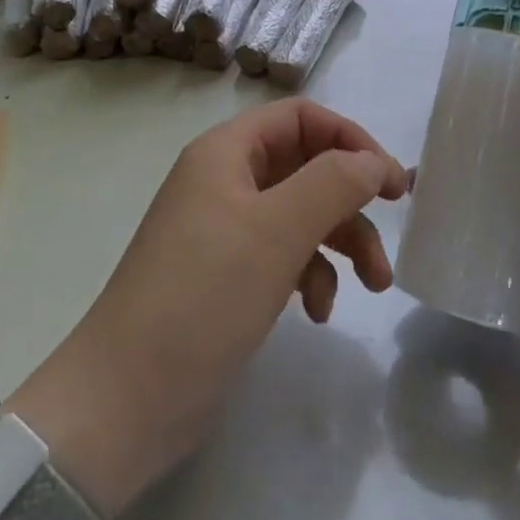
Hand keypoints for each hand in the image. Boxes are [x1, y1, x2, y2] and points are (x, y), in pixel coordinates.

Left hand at [6, 99, 409, 518]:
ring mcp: (223, 230)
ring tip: (374, 286)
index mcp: (226, 152)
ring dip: (341, 242)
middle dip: (351, 199)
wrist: (124, 402)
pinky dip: (308, 275)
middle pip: (306, 165)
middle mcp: (224, 181)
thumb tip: (376, 162)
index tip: (389, 180)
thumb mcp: (278, 231)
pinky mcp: (225, 277)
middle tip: (395, 228)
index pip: (301, 117)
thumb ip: (334, 183)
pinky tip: (316, 312)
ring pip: (300, 214)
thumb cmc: (203, 297)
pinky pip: (282, 255)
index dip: (350, 138)